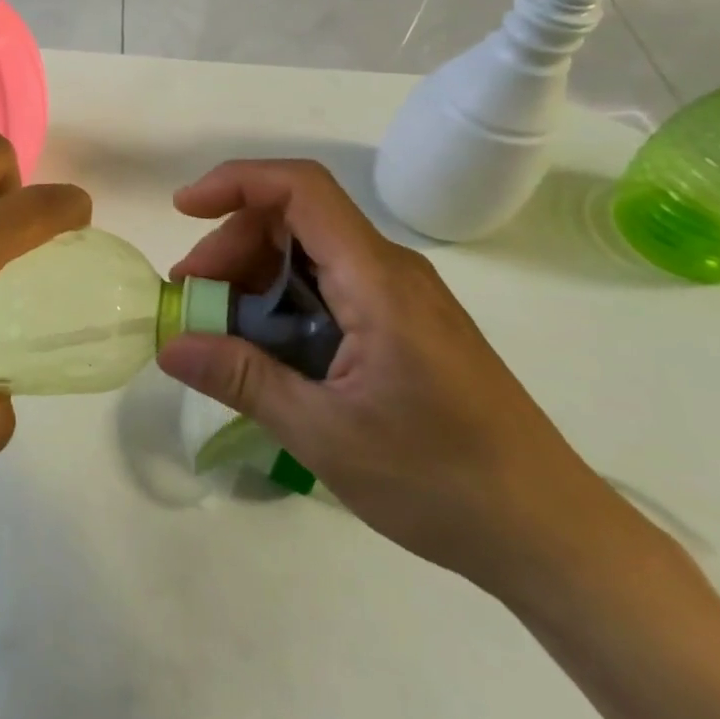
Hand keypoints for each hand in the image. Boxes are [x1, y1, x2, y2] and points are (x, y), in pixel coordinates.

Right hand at [158, 159, 634, 595]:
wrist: (550, 536)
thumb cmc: (441, 481)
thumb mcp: (325, 434)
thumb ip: (242, 379)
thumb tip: (169, 345)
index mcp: (377, 281)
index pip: (301, 189)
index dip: (235, 182)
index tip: (183, 210)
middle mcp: (390, 271)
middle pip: (295, 220)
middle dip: (232, 246)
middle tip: (193, 301)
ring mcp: (401, 298)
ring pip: (309, 254)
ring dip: (253, 278)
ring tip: (220, 333)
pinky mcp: (404, 326)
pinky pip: (330, 288)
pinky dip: (283, 304)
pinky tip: (266, 352)